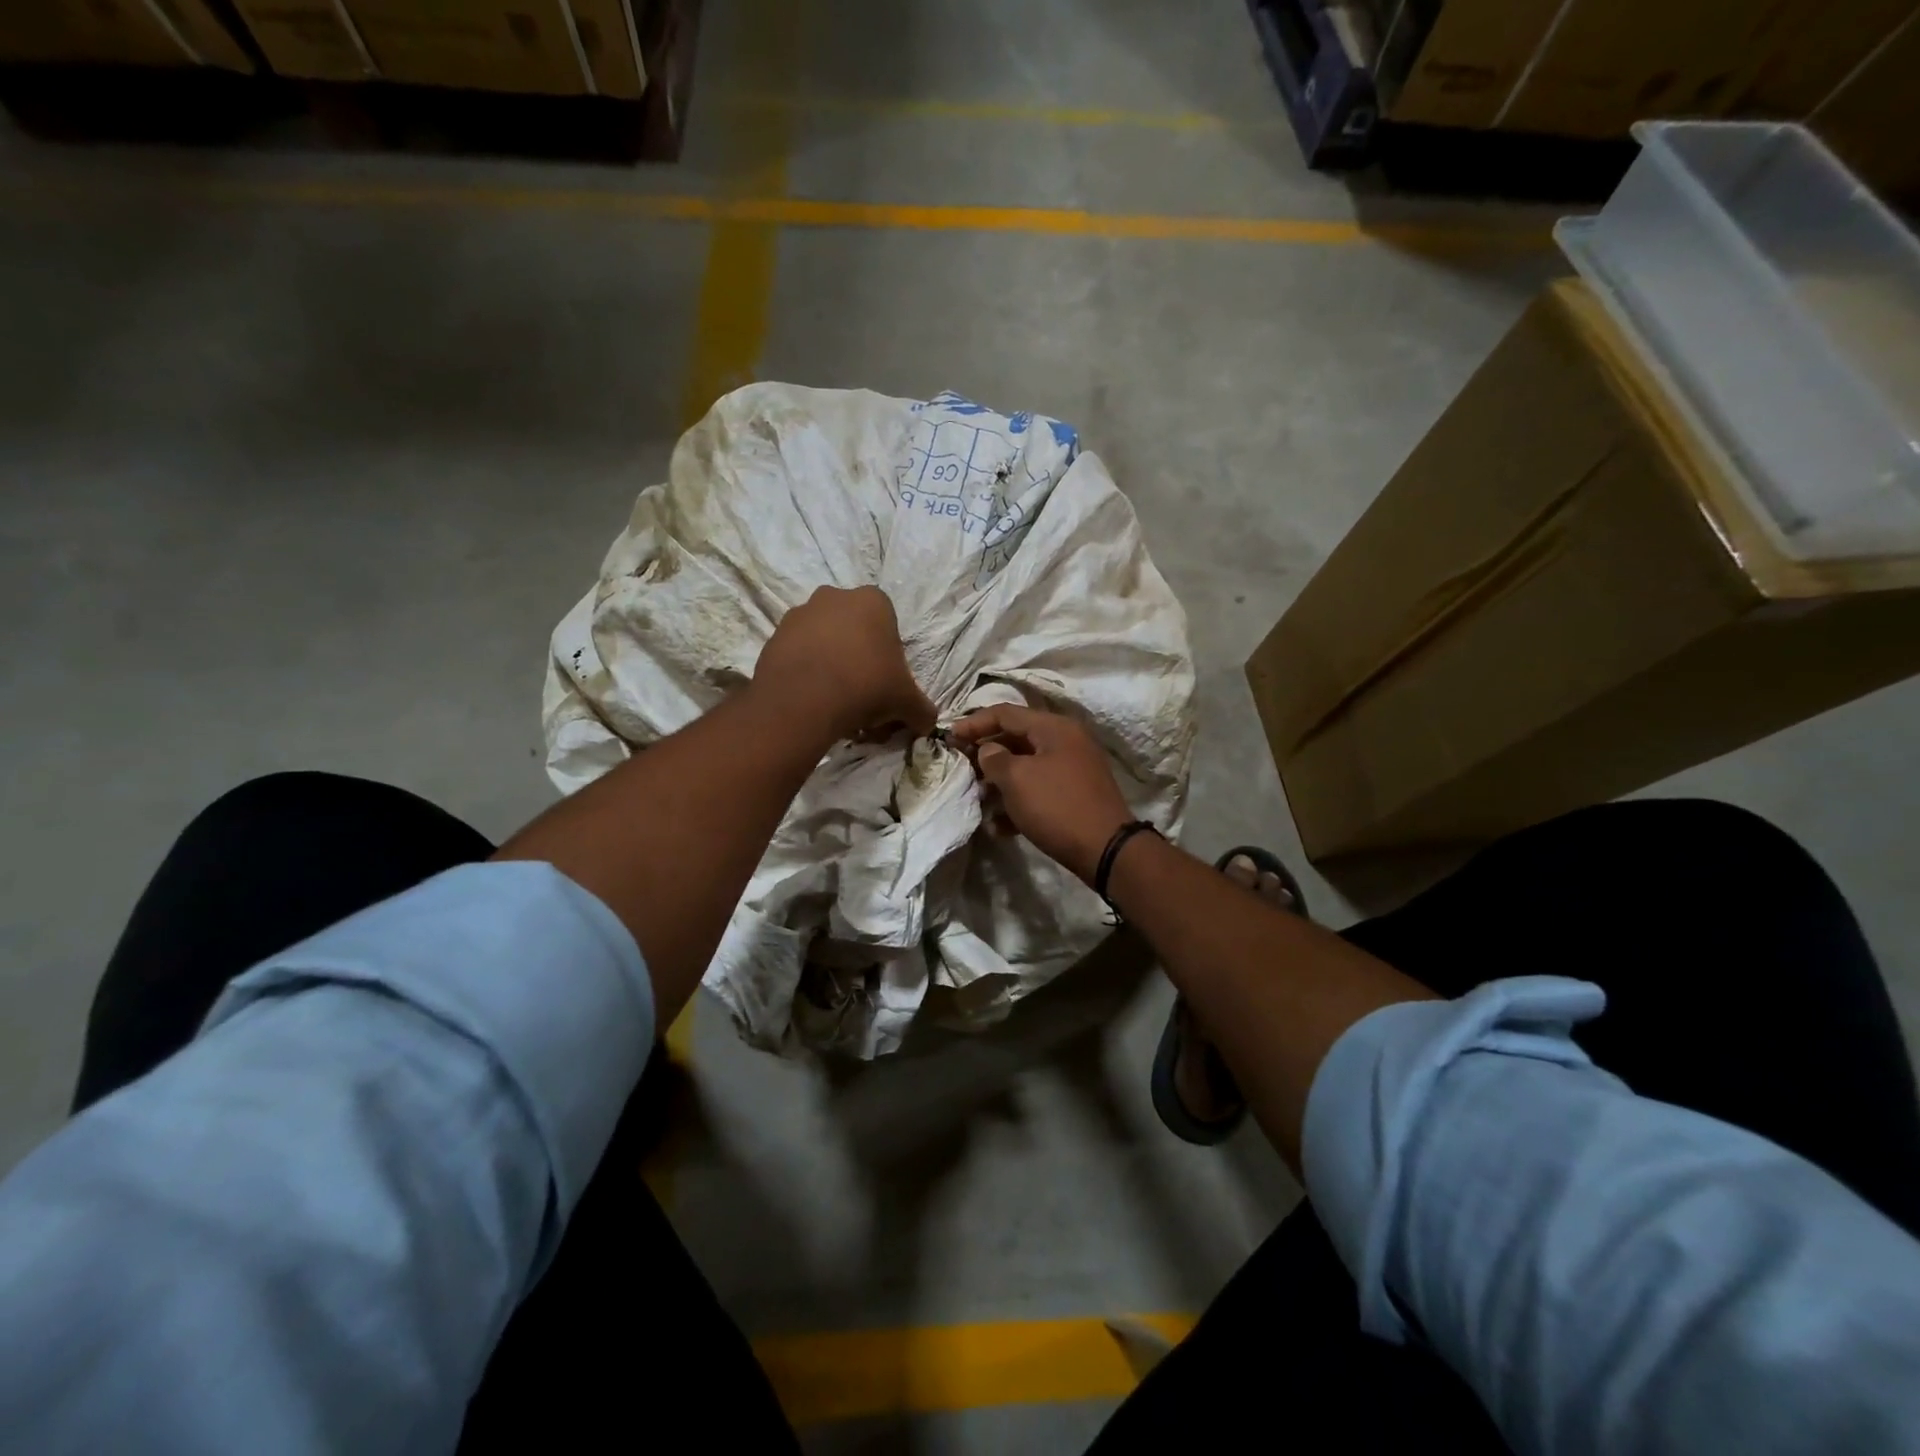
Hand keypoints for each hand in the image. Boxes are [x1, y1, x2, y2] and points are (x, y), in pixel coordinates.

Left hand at [754, 586, 936, 743]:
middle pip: (853, 631)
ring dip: (831, 666)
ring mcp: (799, 614)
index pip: (888, 625)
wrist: (803, 702)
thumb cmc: (866, 687)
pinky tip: (812, 701)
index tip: (886, 683)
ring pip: (824, 642)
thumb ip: (922, 710)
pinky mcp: (773, 637)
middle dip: (859, 659)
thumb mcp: (907, 702)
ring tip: (834, 703)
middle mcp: (833, 597)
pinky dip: (806, 673)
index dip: (889, 657)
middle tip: (862, 696)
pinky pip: (797, 655)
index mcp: (872, 601)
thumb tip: (928, 722)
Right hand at [948, 704, 1134, 883]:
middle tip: (961, 768)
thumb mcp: (1017, 779)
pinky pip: (1039, 790)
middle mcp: (1065, 741)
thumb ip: (994, 758)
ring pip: (1026, 766)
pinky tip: (998, 826)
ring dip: (999, 781)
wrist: (1106, 850)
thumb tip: (988, 751)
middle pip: (1016, 738)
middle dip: (986, 754)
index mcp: (1053, 727)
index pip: (1005, 713)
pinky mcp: (1074, 795)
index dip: (973, 723)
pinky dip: (1018, 801)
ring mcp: (1072, 769)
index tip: (948, 738)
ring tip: (978, 798)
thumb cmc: (1057, 806)